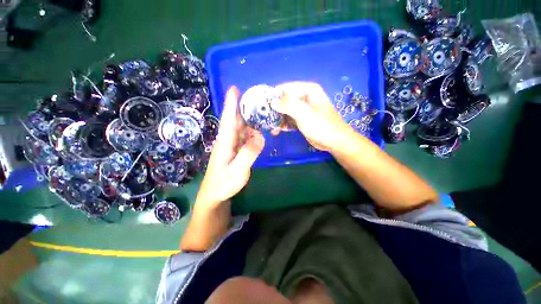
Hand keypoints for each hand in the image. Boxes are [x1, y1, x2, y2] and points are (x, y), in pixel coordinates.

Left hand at [195, 86, 264, 207]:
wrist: (215, 194)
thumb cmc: (223, 184)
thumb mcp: (237, 171)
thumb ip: (248, 154)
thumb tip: (260, 135)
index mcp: (225, 142)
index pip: (229, 119)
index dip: (231, 104)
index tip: (234, 88)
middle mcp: (227, 140)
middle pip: (235, 120)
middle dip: (243, 107)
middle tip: (255, 97)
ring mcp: (231, 145)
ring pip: (240, 128)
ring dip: (249, 118)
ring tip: (260, 110)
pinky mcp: (235, 150)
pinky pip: (244, 136)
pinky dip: (251, 130)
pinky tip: (258, 129)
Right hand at [270, 82, 354, 151]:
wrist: (334, 142)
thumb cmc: (322, 126)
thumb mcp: (305, 115)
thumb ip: (289, 106)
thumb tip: (272, 101)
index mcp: (308, 90)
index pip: (285, 88)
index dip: (273, 96)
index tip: (262, 105)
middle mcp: (304, 97)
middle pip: (284, 100)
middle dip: (274, 109)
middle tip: (265, 118)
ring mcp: (302, 109)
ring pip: (285, 110)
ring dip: (277, 118)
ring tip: (270, 127)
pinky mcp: (301, 119)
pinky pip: (289, 119)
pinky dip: (283, 124)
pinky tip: (277, 130)